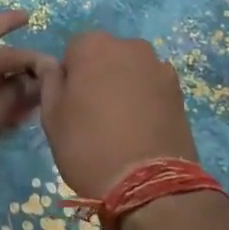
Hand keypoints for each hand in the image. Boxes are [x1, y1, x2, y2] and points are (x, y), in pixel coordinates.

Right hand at [38, 31, 200, 200]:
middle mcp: (128, 45)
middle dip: (99, 76)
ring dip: (124, 86)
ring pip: (131, 70)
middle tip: (94, 114)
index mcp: (93, 45)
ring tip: (121, 124)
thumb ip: (49, 81)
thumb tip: (52, 65)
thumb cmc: (88, 146)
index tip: (71, 104)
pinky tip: (142, 128)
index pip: (73, 51)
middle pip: (106, 55)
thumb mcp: (52, 116)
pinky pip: (153, 86)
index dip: (70, 77)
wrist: (148, 184)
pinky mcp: (179, 89)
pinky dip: (146, 99)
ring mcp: (158, 65)